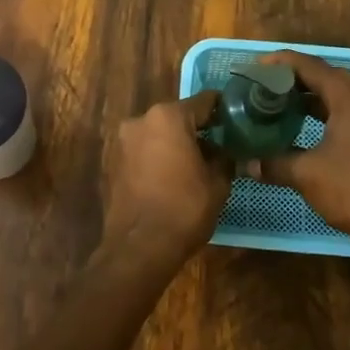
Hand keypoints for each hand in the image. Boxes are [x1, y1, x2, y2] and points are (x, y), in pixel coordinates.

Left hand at [101, 92, 232, 270]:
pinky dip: (157, 158)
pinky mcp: (112, 162)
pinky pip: (143, 152)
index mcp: (168, 117)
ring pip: (158, 134)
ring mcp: (122, 141)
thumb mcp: (217, 183)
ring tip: (196, 164)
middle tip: (219, 146)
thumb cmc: (184, 209)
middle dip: (197, 129)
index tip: (236, 119)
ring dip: (175, 144)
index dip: (223, 110)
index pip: (204, 102)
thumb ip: (224, 159)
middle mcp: (141, 120)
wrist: (139, 247)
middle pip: (177, 117)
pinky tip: (172, 177)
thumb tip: (227, 153)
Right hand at [245, 51, 349, 239]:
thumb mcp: (306, 174)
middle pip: (330, 77)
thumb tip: (247, 163)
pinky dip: (327, 113)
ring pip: (342, 97)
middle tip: (273, 83)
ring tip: (285, 102)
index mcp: (349, 101)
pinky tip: (308, 127)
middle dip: (300, 76)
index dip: (285, 63)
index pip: (313, 68)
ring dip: (314, 96)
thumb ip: (275, 163)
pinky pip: (349, 114)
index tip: (260, 64)